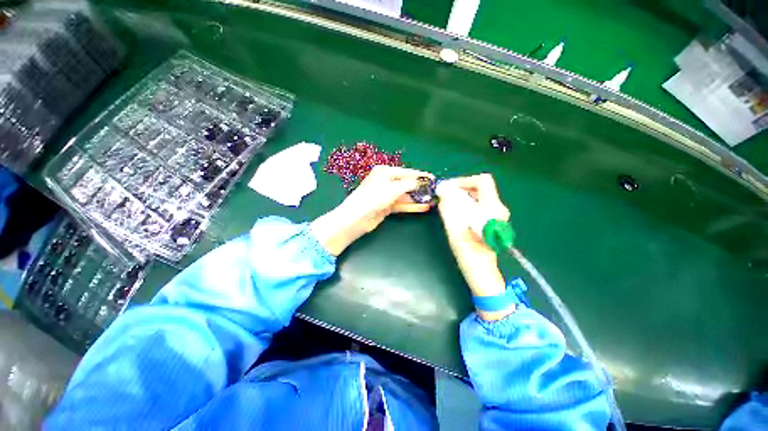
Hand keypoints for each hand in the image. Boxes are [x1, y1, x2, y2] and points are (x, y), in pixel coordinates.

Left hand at [311, 165, 433, 255]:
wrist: (356, 218)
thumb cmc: (373, 198)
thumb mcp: (392, 189)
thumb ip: (408, 184)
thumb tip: (420, 182)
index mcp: (384, 172)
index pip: (407, 172)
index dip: (420, 175)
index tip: (433, 179)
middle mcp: (385, 182)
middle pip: (406, 184)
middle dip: (420, 188)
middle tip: (434, 192)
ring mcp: (386, 195)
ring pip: (405, 196)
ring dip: (417, 198)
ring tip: (432, 200)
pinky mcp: (387, 206)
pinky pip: (402, 205)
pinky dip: (412, 206)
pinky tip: (423, 207)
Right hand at [436, 174, 512, 319]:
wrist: (481, 272)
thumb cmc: (469, 253)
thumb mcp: (455, 229)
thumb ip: (449, 208)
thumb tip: (442, 190)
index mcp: (491, 208)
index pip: (482, 181)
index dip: (464, 181)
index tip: (448, 189)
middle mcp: (497, 209)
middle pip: (480, 187)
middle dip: (461, 189)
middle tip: (445, 197)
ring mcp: (496, 215)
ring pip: (478, 196)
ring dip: (462, 197)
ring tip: (448, 205)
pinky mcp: (491, 221)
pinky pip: (478, 205)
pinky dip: (465, 204)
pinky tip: (456, 214)